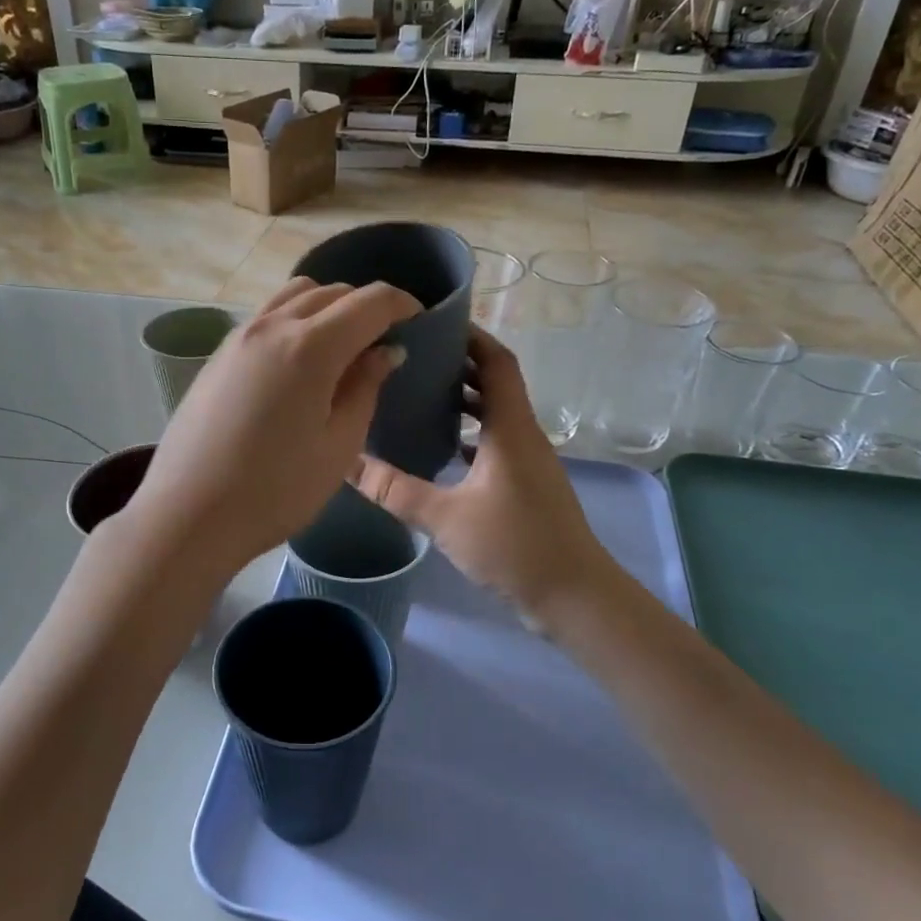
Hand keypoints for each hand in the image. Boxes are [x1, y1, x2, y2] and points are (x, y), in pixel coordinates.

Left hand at [125, 278, 420, 574]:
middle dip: (364, 306)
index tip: (418, 322)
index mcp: (310, 346)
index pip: (369, 301)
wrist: (188, 515)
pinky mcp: (217, 356)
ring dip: (326, 307)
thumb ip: (365, 389)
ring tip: (341, 347)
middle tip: (383, 341)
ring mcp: (238, 338)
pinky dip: (294, 321)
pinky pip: (266, 317)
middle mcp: (272, 326)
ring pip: (293, 296)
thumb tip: (385, 352)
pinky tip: (298, 363)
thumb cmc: (275, 491)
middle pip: (330, 292)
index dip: (401, 304)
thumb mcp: (338, 447)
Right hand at [352, 327, 612, 617]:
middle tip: (411, 357)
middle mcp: (523, 435)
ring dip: (463, 401)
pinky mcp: (526, 485)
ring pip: (495, 415)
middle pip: (495, 383)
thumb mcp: (445, 517)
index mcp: (511, 428)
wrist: (573, 597)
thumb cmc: (514, 546)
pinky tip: (439, 447)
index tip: (433, 322)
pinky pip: (496, 443)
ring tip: (417, 395)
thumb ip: (394, 490)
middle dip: (458, 365)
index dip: (471, 336)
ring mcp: (528, 461)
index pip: (496, 362)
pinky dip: (469, 434)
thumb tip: (347, 463)